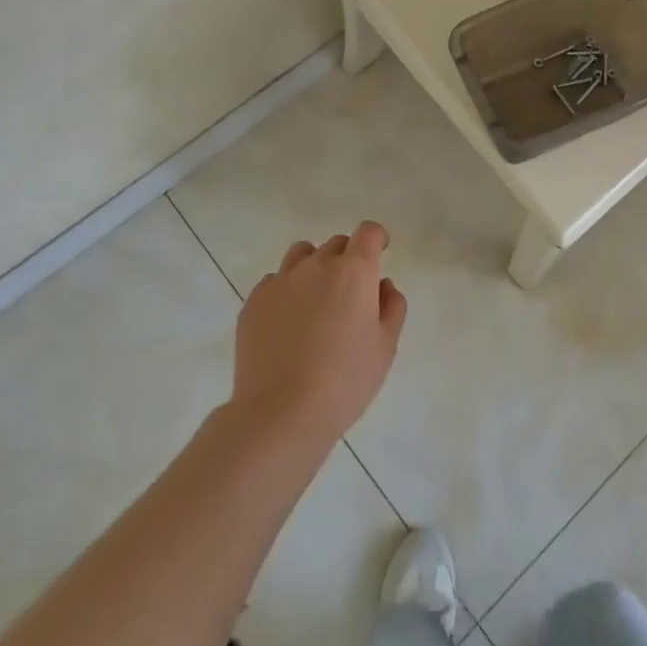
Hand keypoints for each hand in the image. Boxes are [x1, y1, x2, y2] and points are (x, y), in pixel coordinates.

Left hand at [230, 221, 406, 448]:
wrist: (280, 413)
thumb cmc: (345, 381)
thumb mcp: (385, 347)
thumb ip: (392, 306)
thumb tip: (382, 284)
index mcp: (354, 271)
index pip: (368, 232)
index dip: (377, 239)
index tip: (380, 253)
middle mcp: (317, 265)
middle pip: (337, 244)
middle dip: (348, 259)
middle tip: (350, 295)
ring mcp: (281, 281)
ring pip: (303, 255)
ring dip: (315, 267)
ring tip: (316, 303)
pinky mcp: (254, 301)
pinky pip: (275, 281)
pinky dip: (287, 291)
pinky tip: (288, 325)